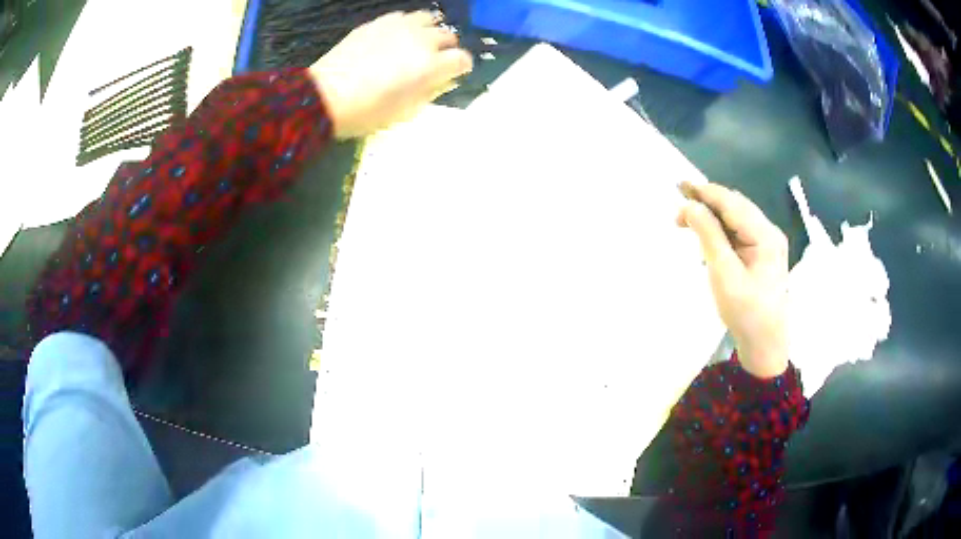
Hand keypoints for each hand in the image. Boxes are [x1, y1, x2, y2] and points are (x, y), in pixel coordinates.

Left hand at [309, 11, 472, 138]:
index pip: (462, 59)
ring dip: (429, 31)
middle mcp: (421, 40)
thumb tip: (439, 81)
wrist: (324, 96)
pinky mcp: (378, 22)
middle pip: (448, 36)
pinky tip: (396, 37)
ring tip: (417, 43)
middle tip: (434, 60)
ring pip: (429, 19)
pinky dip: (406, 25)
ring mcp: (399, 27)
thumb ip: (428, 92)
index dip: (461, 68)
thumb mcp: (405, 111)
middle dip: (446, 48)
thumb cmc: (366, 111)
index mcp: (431, 66)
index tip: (454, 74)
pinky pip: (403, 16)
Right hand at [678, 182, 789, 377]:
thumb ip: (708, 235)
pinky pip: (738, 232)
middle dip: (707, 203)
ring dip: (712, 217)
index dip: (705, 192)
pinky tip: (707, 239)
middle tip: (678, 208)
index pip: (732, 203)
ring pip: (736, 218)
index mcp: (765, 235)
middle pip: (735, 206)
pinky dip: (720, 231)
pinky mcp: (761, 254)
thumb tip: (690, 206)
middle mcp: (769, 232)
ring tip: (687, 222)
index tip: (679, 186)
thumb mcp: (724, 273)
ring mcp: (767, 243)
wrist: (764, 344)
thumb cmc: (745, 311)